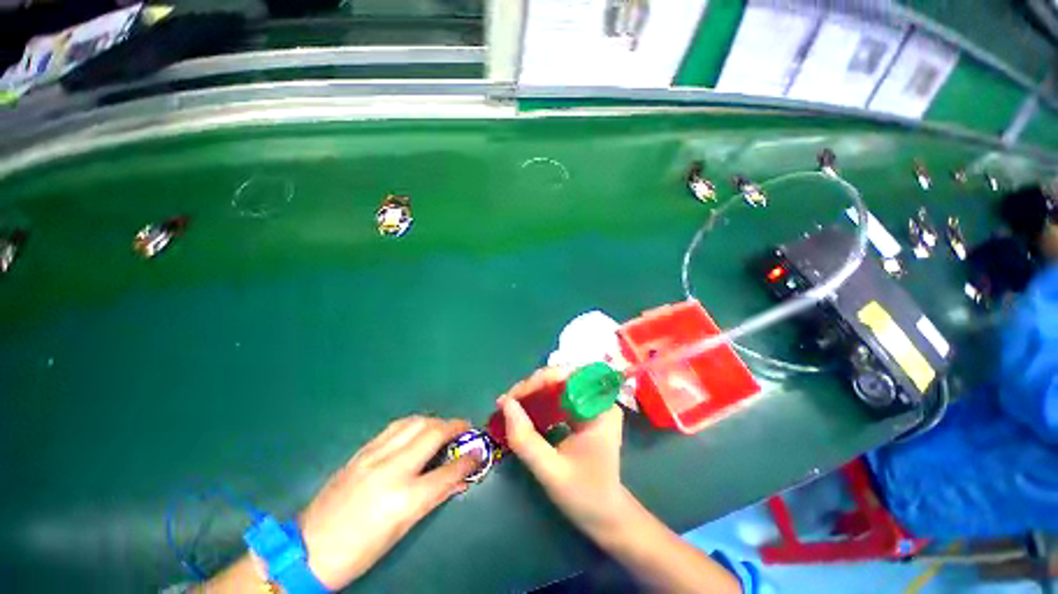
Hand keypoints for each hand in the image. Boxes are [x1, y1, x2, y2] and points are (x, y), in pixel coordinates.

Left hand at [298, 416, 477, 589]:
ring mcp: (373, 456)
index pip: (447, 472)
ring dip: (435, 420)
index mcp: (403, 499)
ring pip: (413, 422)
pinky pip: (394, 427)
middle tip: (465, 428)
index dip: (469, 460)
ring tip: (443, 427)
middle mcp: (390, 470)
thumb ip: (433, 497)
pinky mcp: (360, 452)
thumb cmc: (360, 550)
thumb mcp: (401, 530)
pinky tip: (417, 430)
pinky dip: (413, 424)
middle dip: (455, 426)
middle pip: (432, 434)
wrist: (308, 550)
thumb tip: (458, 478)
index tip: (479, 451)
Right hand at [498, 367, 629, 536]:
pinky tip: (524, 411)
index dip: (539, 380)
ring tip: (511, 405)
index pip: (568, 377)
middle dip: (532, 386)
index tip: (513, 397)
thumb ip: (526, 439)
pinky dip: (540, 401)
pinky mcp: (583, 411)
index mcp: (600, 409)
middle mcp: (598, 400)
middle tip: (507, 402)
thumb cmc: (585, 496)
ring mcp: (591, 404)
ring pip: (558, 384)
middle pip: (562, 377)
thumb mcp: (551, 471)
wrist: (606, 516)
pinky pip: (558, 396)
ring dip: (533, 392)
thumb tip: (505, 404)